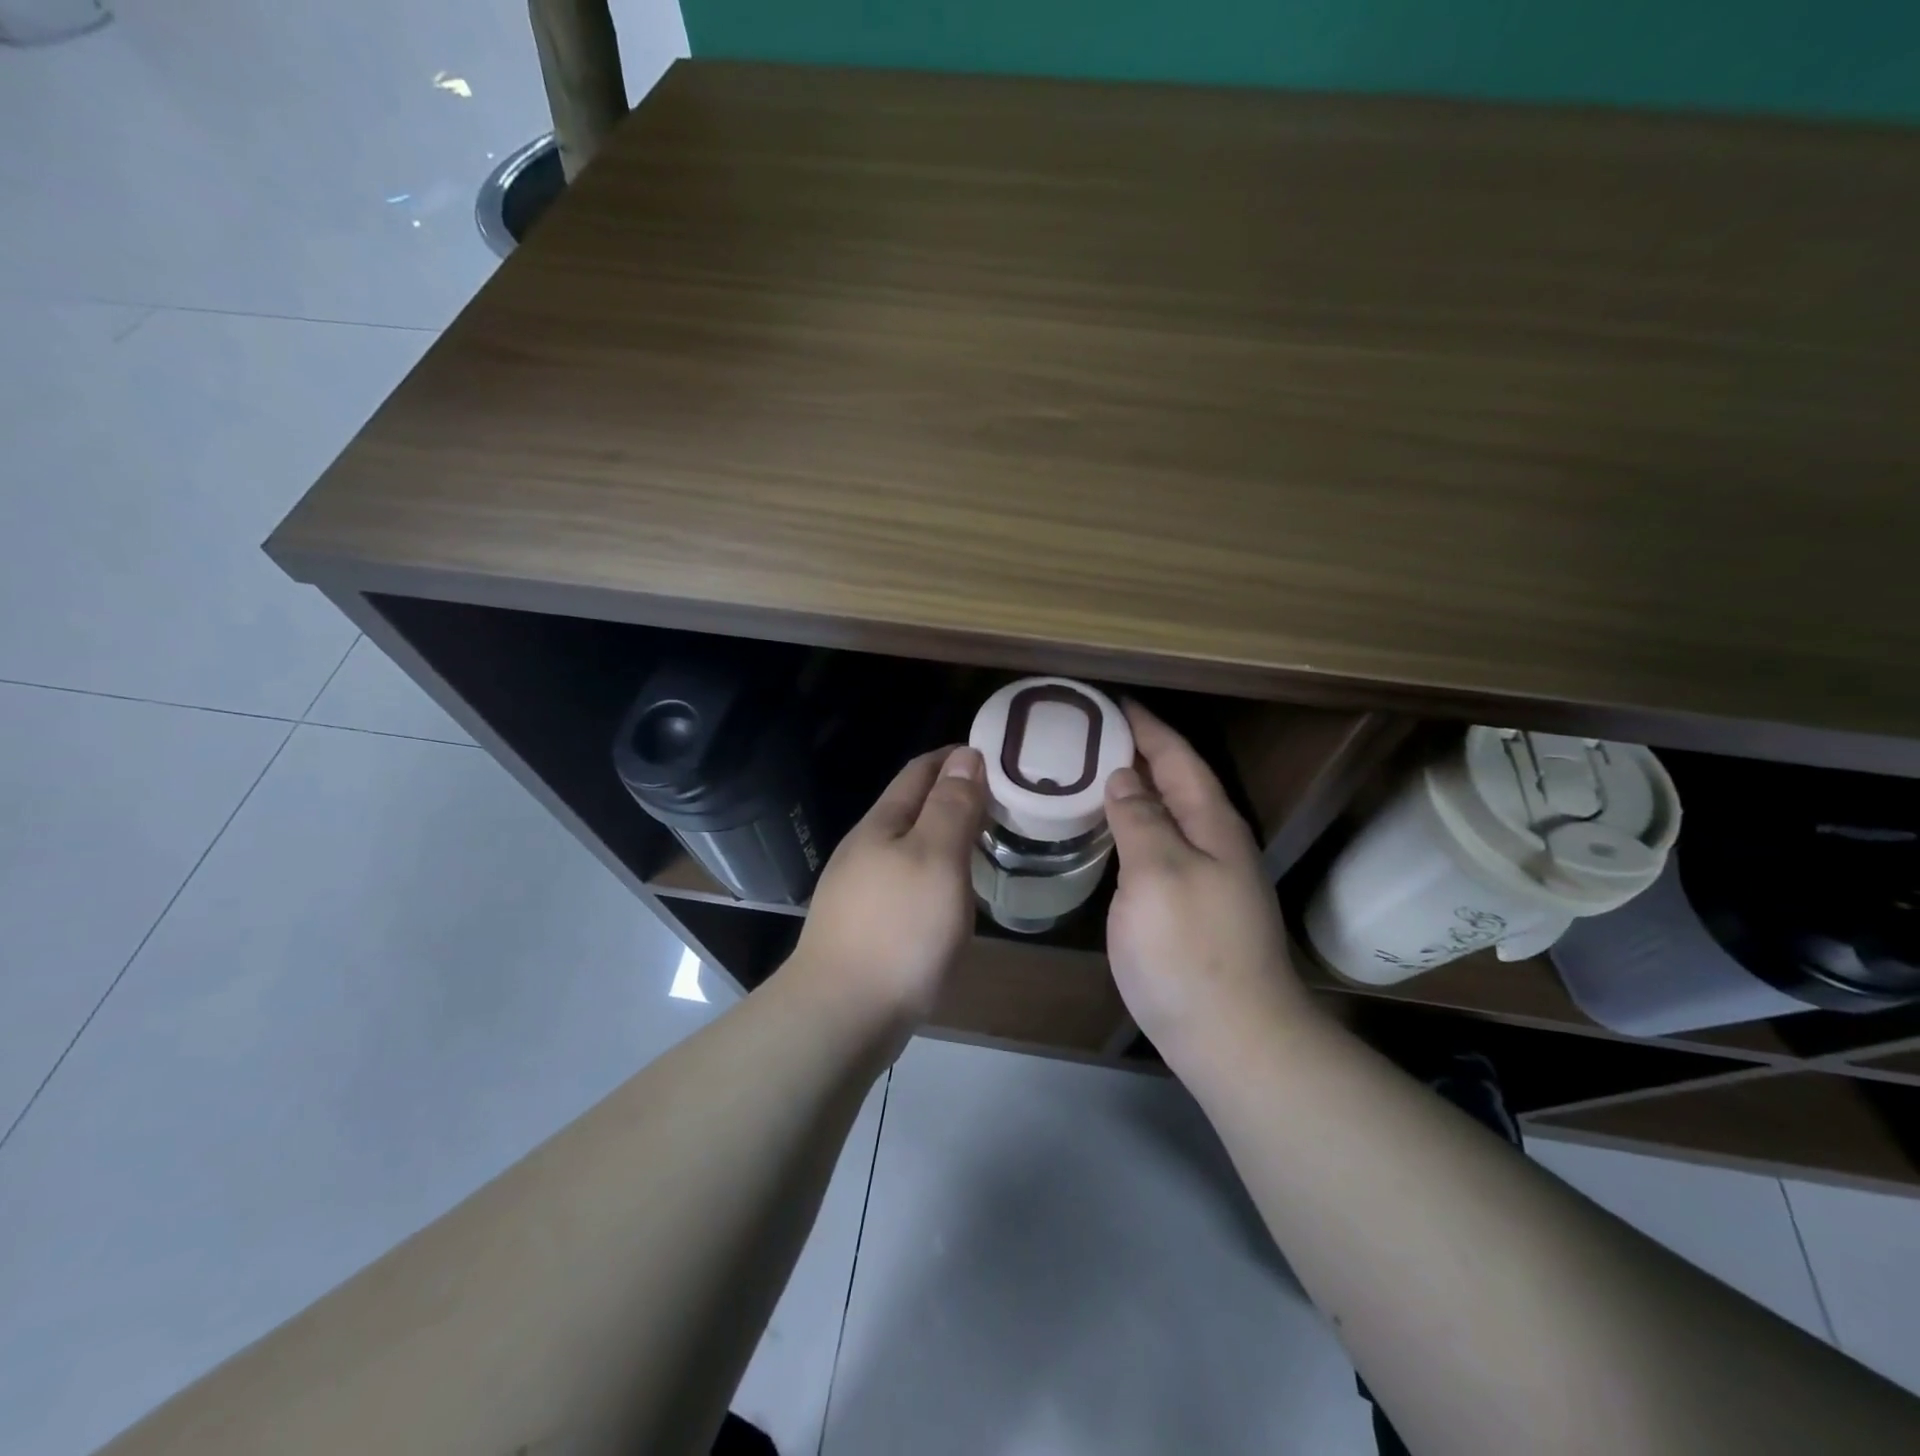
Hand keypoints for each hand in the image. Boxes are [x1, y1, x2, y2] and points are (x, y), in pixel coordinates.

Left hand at [788, 746, 985, 1027]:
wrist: (841, 1017)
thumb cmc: (899, 931)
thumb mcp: (936, 859)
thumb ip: (952, 807)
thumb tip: (965, 755)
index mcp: (882, 824)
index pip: (921, 771)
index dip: (957, 757)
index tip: (998, 756)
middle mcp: (866, 849)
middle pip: (913, 807)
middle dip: (955, 796)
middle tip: (1004, 802)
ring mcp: (861, 889)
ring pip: (911, 847)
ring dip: (947, 836)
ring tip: (987, 842)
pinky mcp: (866, 926)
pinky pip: (909, 882)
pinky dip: (938, 873)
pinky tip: (954, 894)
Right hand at [1104, 702, 1318, 1073]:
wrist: (1232, 1038)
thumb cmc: (1191, 950)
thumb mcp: (1159, 874)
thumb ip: (1141, 819)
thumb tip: (1123, 777)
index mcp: (1211, 823)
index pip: (1176, 756)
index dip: (1144, 726)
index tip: (1107, 701)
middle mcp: (1211, 842)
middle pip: (1172, 781)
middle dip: (1134, 751)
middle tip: (1082, 733)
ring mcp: (1201, 876)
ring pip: (1163, 815)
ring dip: (1130, 789)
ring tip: (1083, 772)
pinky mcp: (1185, 906)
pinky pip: (1154, 848)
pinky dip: (1128, 828)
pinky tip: (1102, 832)